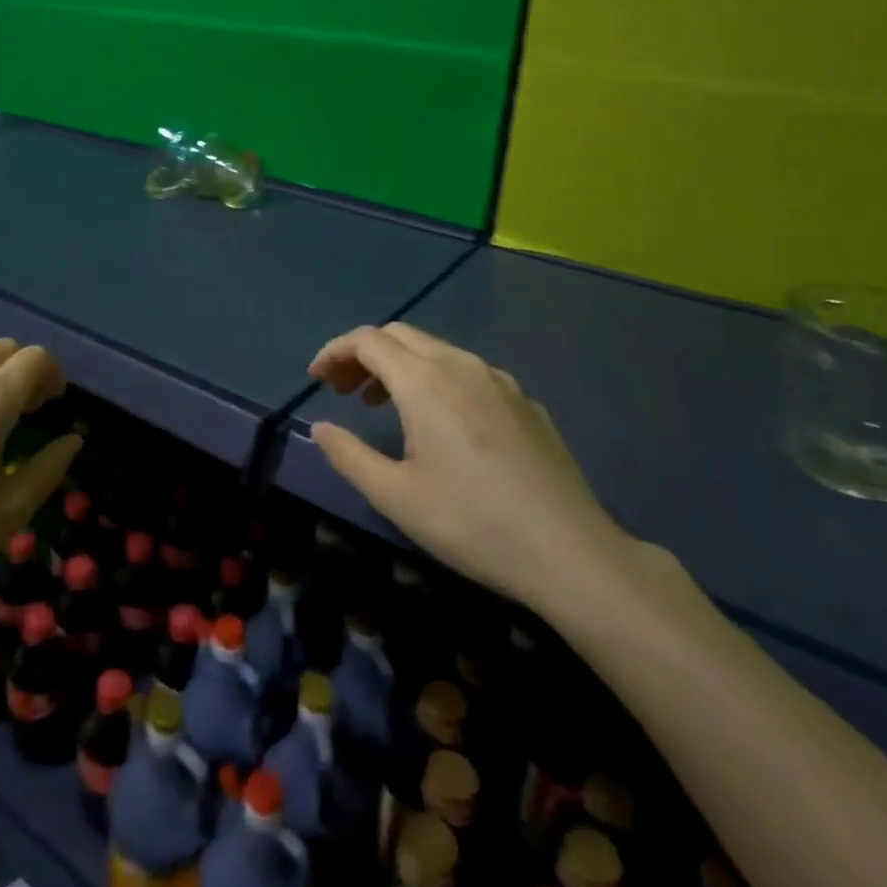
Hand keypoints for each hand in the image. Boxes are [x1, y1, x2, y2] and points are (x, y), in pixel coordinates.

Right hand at [307, 323, 632, 617]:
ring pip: (436, 350)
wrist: (570, 551)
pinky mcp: (525, 401)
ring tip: (383, 405)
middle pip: (400, 335)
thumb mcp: (395, 496)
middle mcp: (461, 365)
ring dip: (400, 365)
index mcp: (424, 381)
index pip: (367, 340)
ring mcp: (499, 380)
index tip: (316, 379)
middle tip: (343, 391)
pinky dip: (437, 379)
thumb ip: (348, 455)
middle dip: (364, 354)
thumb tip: (321, 428)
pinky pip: (468, 372)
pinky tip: (442, 424)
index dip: (335, 352)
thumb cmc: (471, 523)